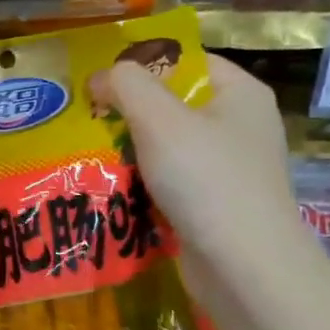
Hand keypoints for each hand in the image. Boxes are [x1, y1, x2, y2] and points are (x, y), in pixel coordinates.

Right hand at [89, 52, 311, 288]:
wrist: (244, 267)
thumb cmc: (206, 180)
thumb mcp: (159, 119)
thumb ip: (127, 85)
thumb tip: (101, 77)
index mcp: (240, 94)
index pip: (186, 61)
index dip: (142, 66)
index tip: (99, 83)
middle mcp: (239, 126)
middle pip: (173, 105)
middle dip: (128, 113)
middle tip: (85, 121)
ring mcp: (229, 170)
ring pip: (167, 148)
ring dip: (129, 153)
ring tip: (89, 156)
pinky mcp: (214, 206)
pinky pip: (170, 183)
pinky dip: (142, 186)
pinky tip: (112, 191)